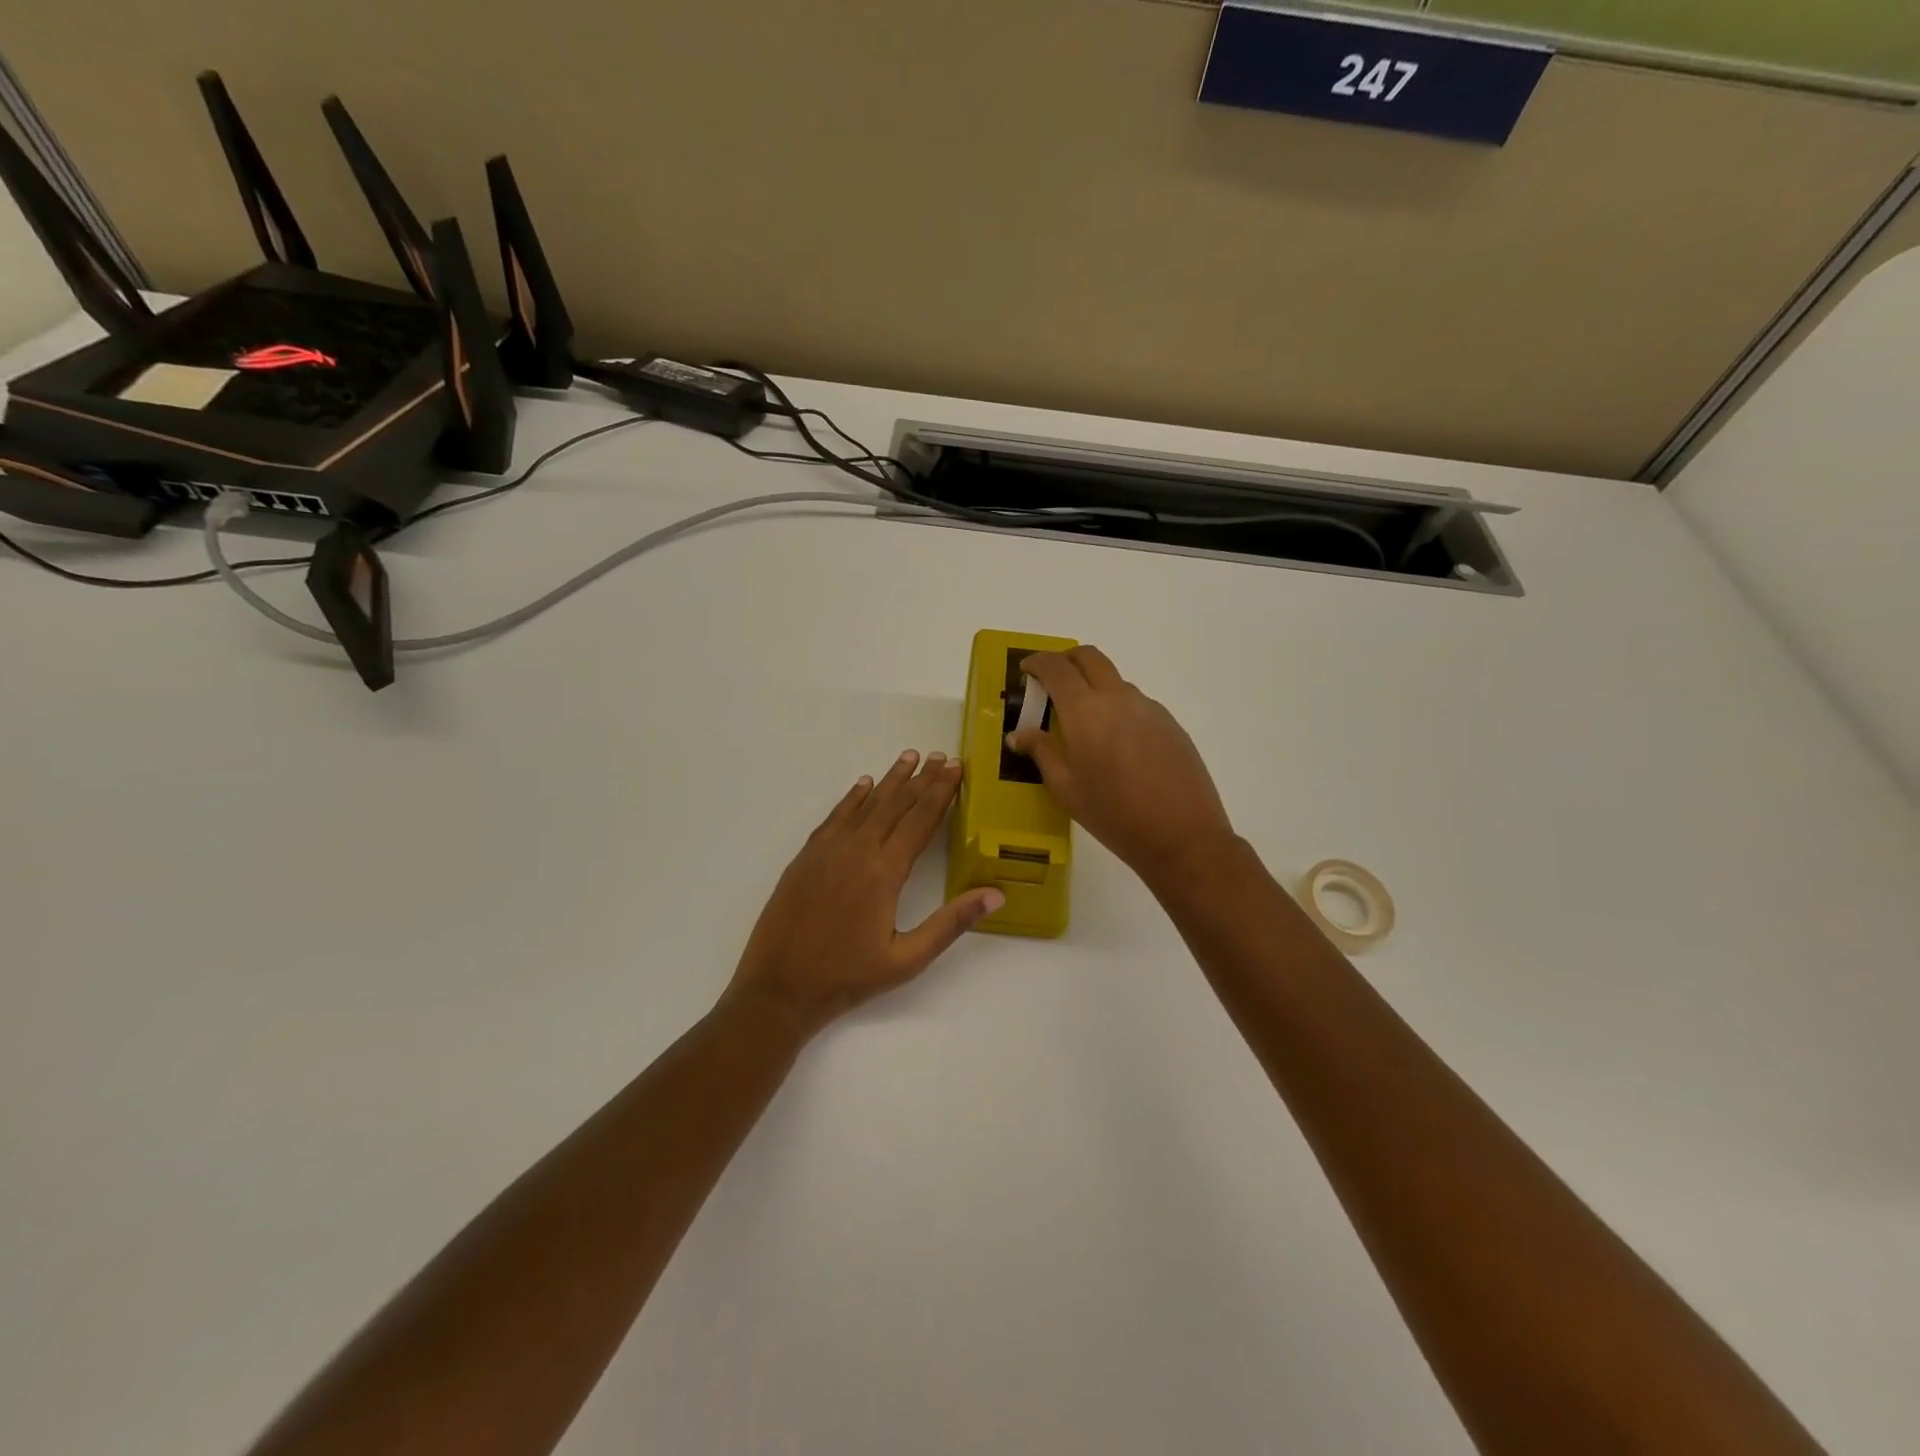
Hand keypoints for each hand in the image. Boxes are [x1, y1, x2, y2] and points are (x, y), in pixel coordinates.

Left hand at [724, 750, 1004, 1036]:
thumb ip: (951, 923)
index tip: (956, 767)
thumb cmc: (848, 978)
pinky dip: (852, 798)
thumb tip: (996, 894)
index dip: (941, 792)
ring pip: (865, 804)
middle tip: (940, 756)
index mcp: (885, 872)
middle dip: (921, 779)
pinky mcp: (806, 857)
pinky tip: (862, 785)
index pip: (920, 820)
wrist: (778, 989)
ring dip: (889, 780)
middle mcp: (857, 850)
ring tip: (909, 757)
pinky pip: (834, 817)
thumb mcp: (907, 959)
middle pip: (896, 804)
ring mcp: (827, 850)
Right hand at [1007, 646, 1235, 886]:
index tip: (1027, 670)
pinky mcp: (1170, 724)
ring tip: (1085, 723)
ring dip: (1094, 687)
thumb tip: (1019, 734)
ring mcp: (1149, 708)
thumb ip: (1042, 753)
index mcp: (1085, 711)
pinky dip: (1118, 709)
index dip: (1038, 662)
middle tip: (1053, 681)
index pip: (1056, 668)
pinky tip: (1117, 745)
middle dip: (1067, 660)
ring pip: (1115, 681)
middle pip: (1090, 658)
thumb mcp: (1066, 788)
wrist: (1182, 835)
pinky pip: (1137, 704)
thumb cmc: (1113, 814)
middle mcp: (1118, 698)